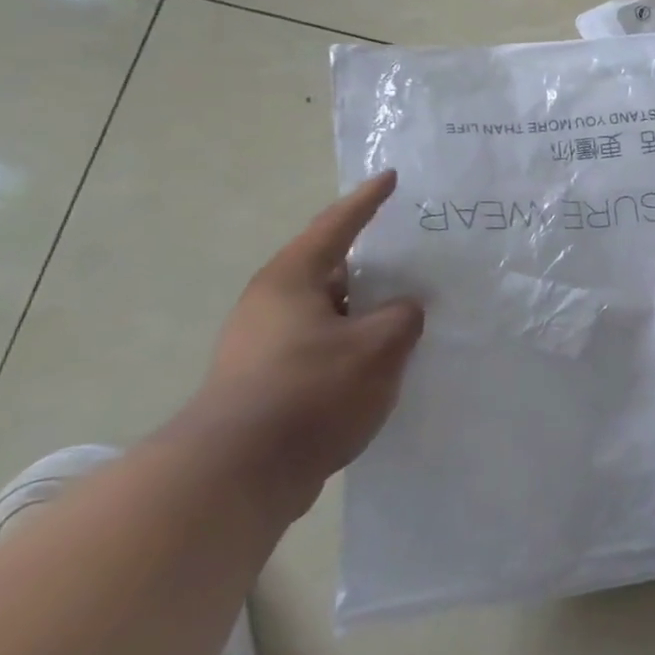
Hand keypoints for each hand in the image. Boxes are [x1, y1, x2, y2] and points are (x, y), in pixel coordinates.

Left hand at [170, 172, 423, 518]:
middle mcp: (272, 305)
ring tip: (412, 311)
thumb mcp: (379, 344)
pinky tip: (386, 361)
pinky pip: (325, 346)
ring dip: (368, 310)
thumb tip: (402, 311)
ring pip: (331, 312)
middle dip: (374, 264)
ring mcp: (265, 346)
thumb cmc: (311, 392)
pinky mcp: (269, 383)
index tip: (391, 178)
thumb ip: (403, 315)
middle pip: (333, 269)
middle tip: (417, 255)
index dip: (368, 201)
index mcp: (291, 280)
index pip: (337, 225)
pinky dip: (356, 344)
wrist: (236, 476)